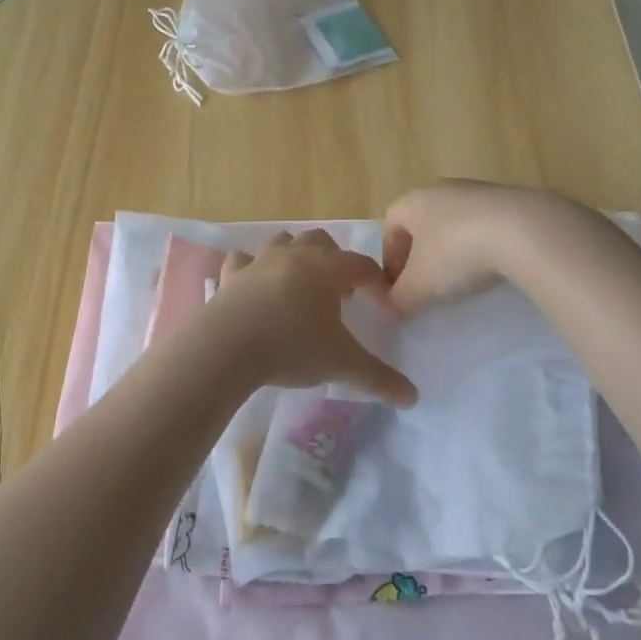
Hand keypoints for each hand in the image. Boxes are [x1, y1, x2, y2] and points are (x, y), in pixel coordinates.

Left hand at [205, 231, 416, 406]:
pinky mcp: (231, 275)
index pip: (362, 265)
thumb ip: (379, 378)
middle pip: (322, 242)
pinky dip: (252, 267)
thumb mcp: (342, 365)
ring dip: (296, 256)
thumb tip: (413, 398)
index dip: (375, 281)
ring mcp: (260, 261)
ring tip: (300, 286)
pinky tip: (255, 285)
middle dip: (334, 261)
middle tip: (338, 292)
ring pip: (284, 242)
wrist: (227, 347)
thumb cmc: (292, 347)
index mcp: (328, 269)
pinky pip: (243, 260)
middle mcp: (296, 255)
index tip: (381, 301)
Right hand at [381, 180, 573, 314]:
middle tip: (428, 285)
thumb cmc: (457, 253)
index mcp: (413, 201)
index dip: (389, 257)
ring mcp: (480, 192)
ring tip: (463, 280)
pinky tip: (493, 269)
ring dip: (454, 250)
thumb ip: (398, 299)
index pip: (389, 225)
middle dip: (422, 255)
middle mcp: (443, 189)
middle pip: (423, 223)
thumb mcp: (419, 286)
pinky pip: (487, 226)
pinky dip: (484, 247)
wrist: (525, 231)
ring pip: (456, 224)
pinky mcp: (513, 202)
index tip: (398, 286)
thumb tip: (391, 308)